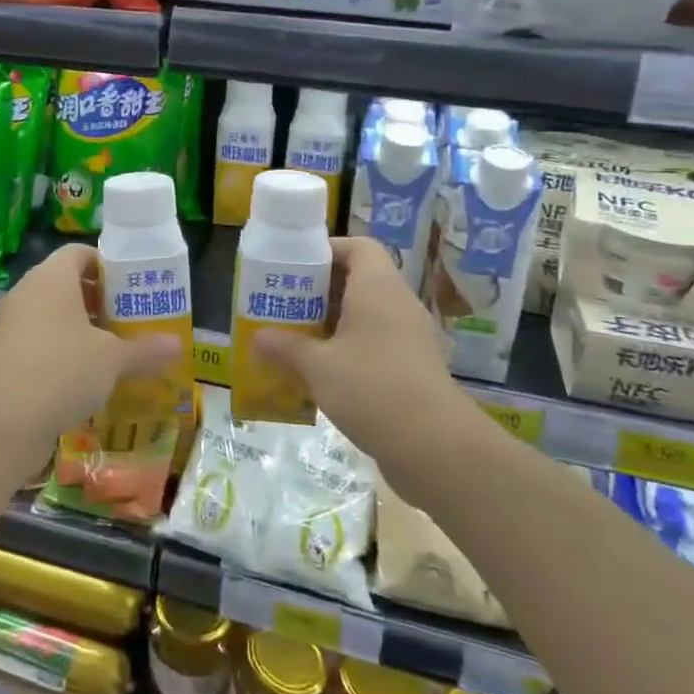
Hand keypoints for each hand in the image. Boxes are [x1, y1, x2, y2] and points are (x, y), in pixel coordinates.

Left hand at [0, 243, 179, 464]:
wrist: (3, 421)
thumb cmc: (63, 370)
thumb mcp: (112, 359)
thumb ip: (145, 350)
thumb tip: (178, 346)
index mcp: (52, 277)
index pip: (79, 253)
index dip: (106, 265)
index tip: (131, 287)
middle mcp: (28, 292)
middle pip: (66, 284)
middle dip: (98, 300)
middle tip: (128, 319)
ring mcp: (12, 324)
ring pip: (52, 315)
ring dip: (81, 329)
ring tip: (113, 350)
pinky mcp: (4, 356)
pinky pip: (39, 341)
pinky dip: (62, 352)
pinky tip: (86, 379)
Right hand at [254, 237, 489, 501]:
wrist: (434, 446)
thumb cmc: (371, 387)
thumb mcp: (317, 367)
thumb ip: (286, 348)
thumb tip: (259, 338)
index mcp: (377, 287)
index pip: (359, 247)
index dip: (328, 250)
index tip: (296, 266)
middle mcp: (398, 304)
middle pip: (360, 280)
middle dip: (322, 291)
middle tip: (287, 304)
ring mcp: (410, 338)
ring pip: (367, 315)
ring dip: (334, 323)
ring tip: (298, 339)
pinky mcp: (414, 368)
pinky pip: (377, 343)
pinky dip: (350, 349)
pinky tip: (323, 374)